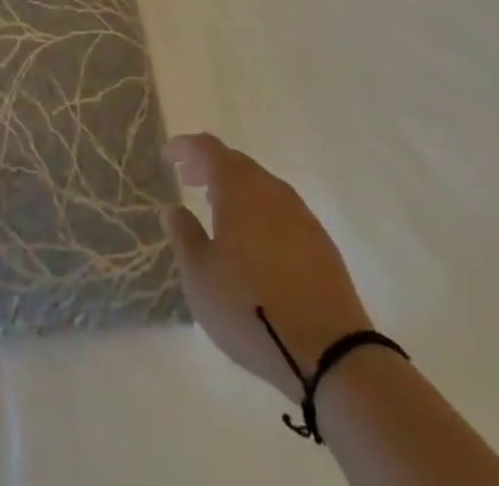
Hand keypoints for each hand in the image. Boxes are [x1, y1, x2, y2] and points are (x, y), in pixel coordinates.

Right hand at [161, 134, 372, 398]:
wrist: (330, 351)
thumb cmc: (250, 308)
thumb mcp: (200, 277)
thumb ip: (184, 235)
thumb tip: (174, 209)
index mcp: (239, 187)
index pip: (208, 148)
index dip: (186, 146)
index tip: (168, 155)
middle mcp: (271, 189)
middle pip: (236, 163)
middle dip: (209, 166)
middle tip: (188, 179)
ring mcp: (300, 213)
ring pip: (260, 186)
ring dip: (235, 189)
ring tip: (217, 208)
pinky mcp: (319, 240)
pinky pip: (280, 209)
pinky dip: (258, 210)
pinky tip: (253, 238)